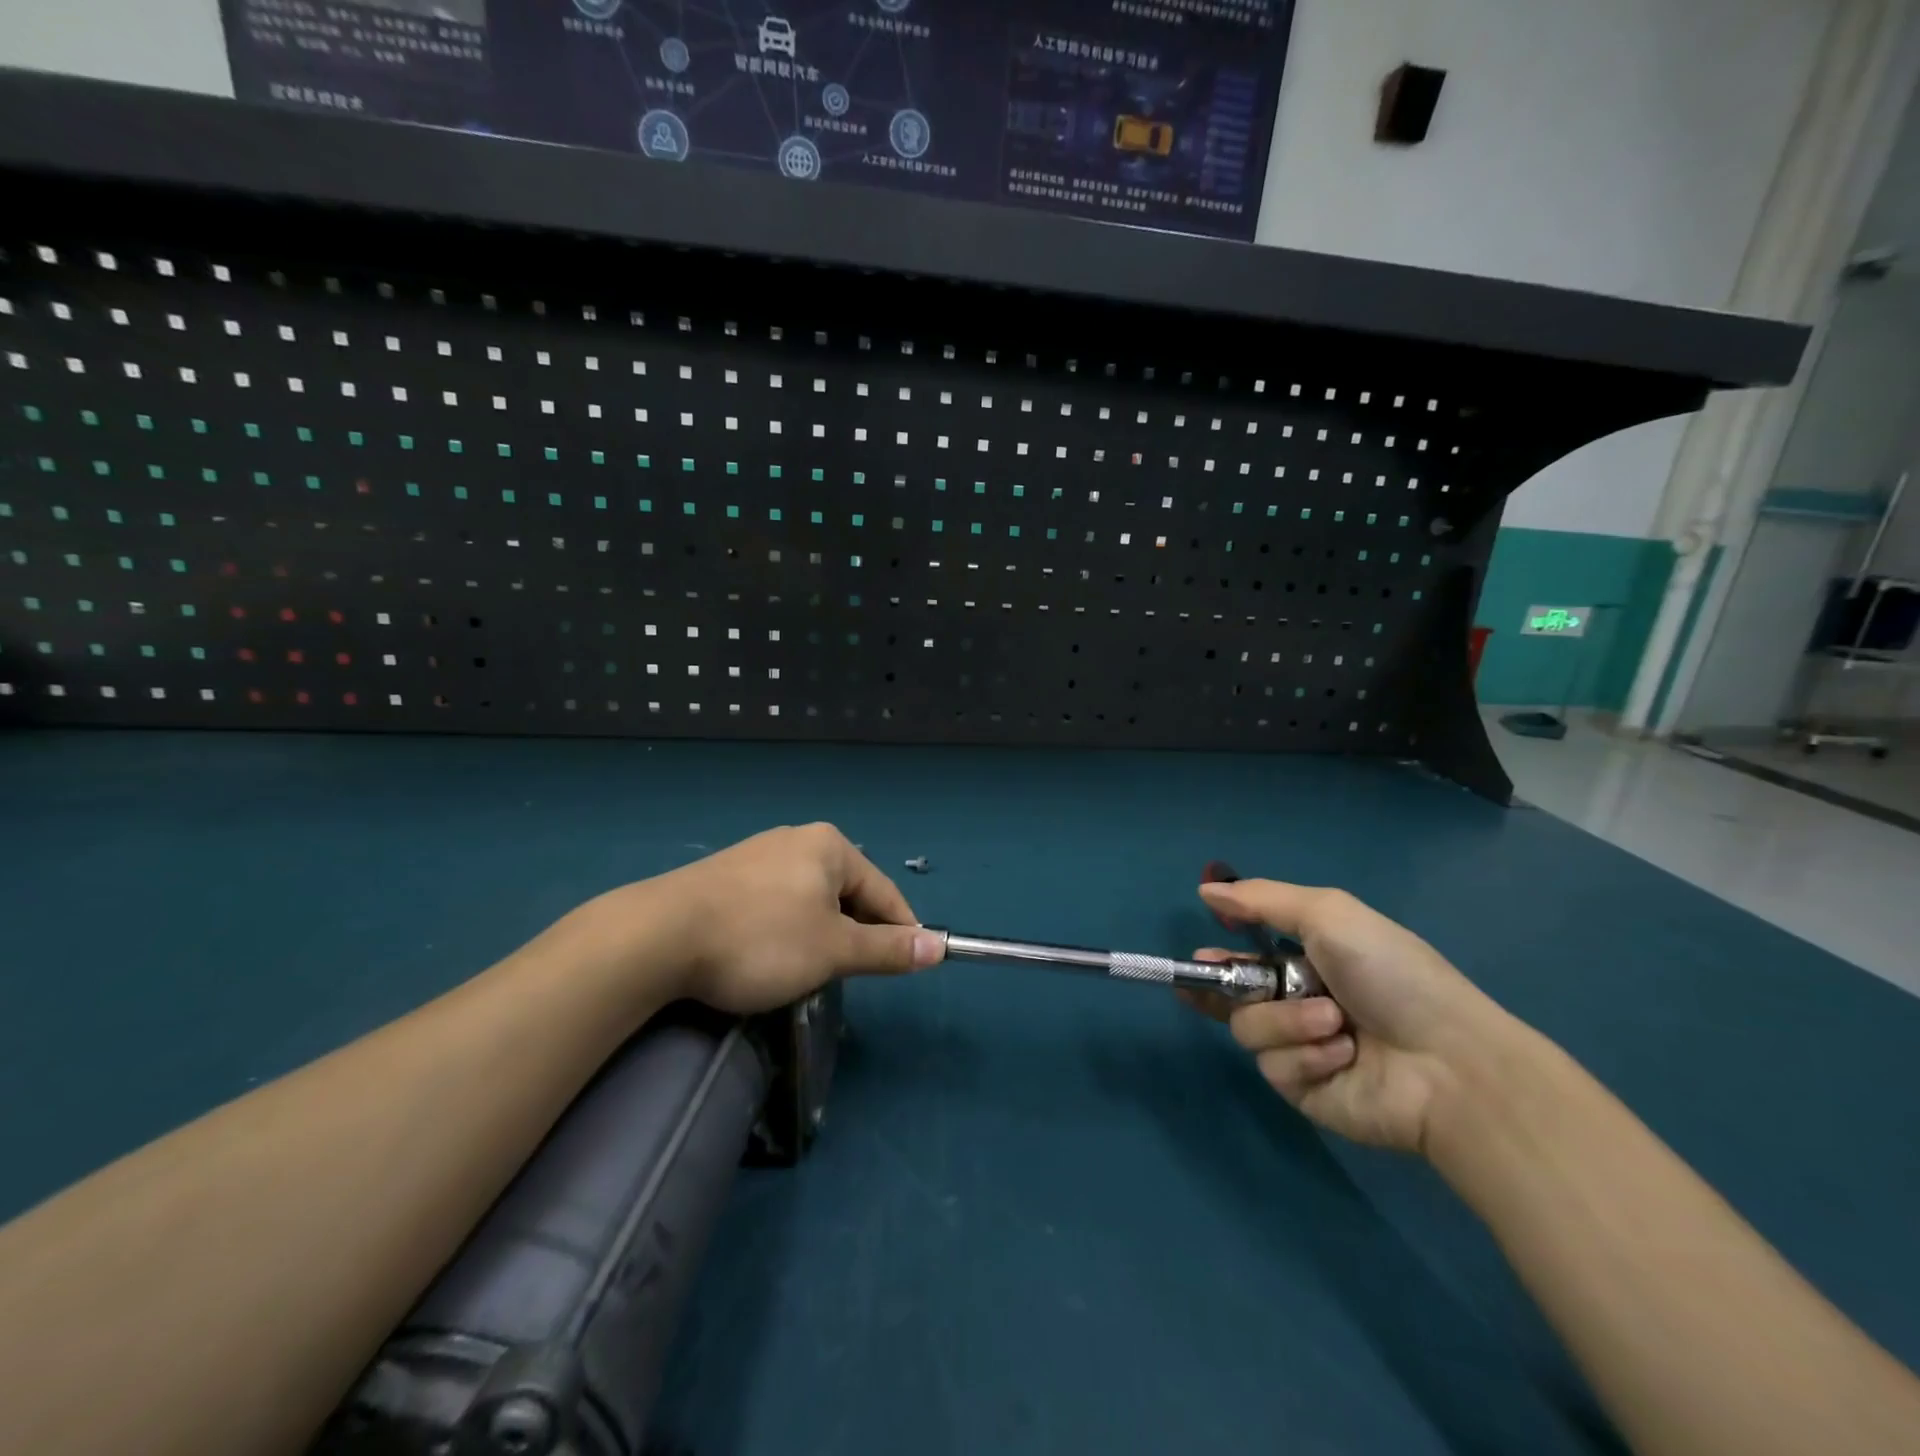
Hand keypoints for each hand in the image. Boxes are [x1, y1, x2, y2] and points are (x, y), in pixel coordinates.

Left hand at [641, 823, 943, 1014]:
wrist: (657, 936)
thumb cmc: (761, 939)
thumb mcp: (833, 950)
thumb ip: (888, 949)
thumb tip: (940, 947)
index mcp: (831, 846)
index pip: (884, 892)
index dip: (900, 932)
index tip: (906, 968)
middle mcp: (797, 839)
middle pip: (847, 892)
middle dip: (852, 934)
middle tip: (844, 974)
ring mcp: (757, 853)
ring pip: (810, 899)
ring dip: (818, 933)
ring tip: (803, 969)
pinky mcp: (725, 874)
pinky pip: (776, 901)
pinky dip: (784, 928)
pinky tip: (765, 953)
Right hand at [1181, 879, 1508, 1154]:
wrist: (1449, 1063)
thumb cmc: (1390, 974)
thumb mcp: (1328, 915)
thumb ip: (1262, 900)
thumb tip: (1204, 891)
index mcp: (1307, 961)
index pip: (1245, 958)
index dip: (1217, 958)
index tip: (1197, 957)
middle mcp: (1298, 1004)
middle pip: (1233, 995)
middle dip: (1221, 986)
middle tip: (1211, 984)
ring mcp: (1300, 1049)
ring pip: (1249, 1028)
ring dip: (1287, 1020)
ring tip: (1334, 1022)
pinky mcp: (1304, 1091)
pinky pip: (1274, 1067)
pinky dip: (1306, 1055)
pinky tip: (1344, 1055)